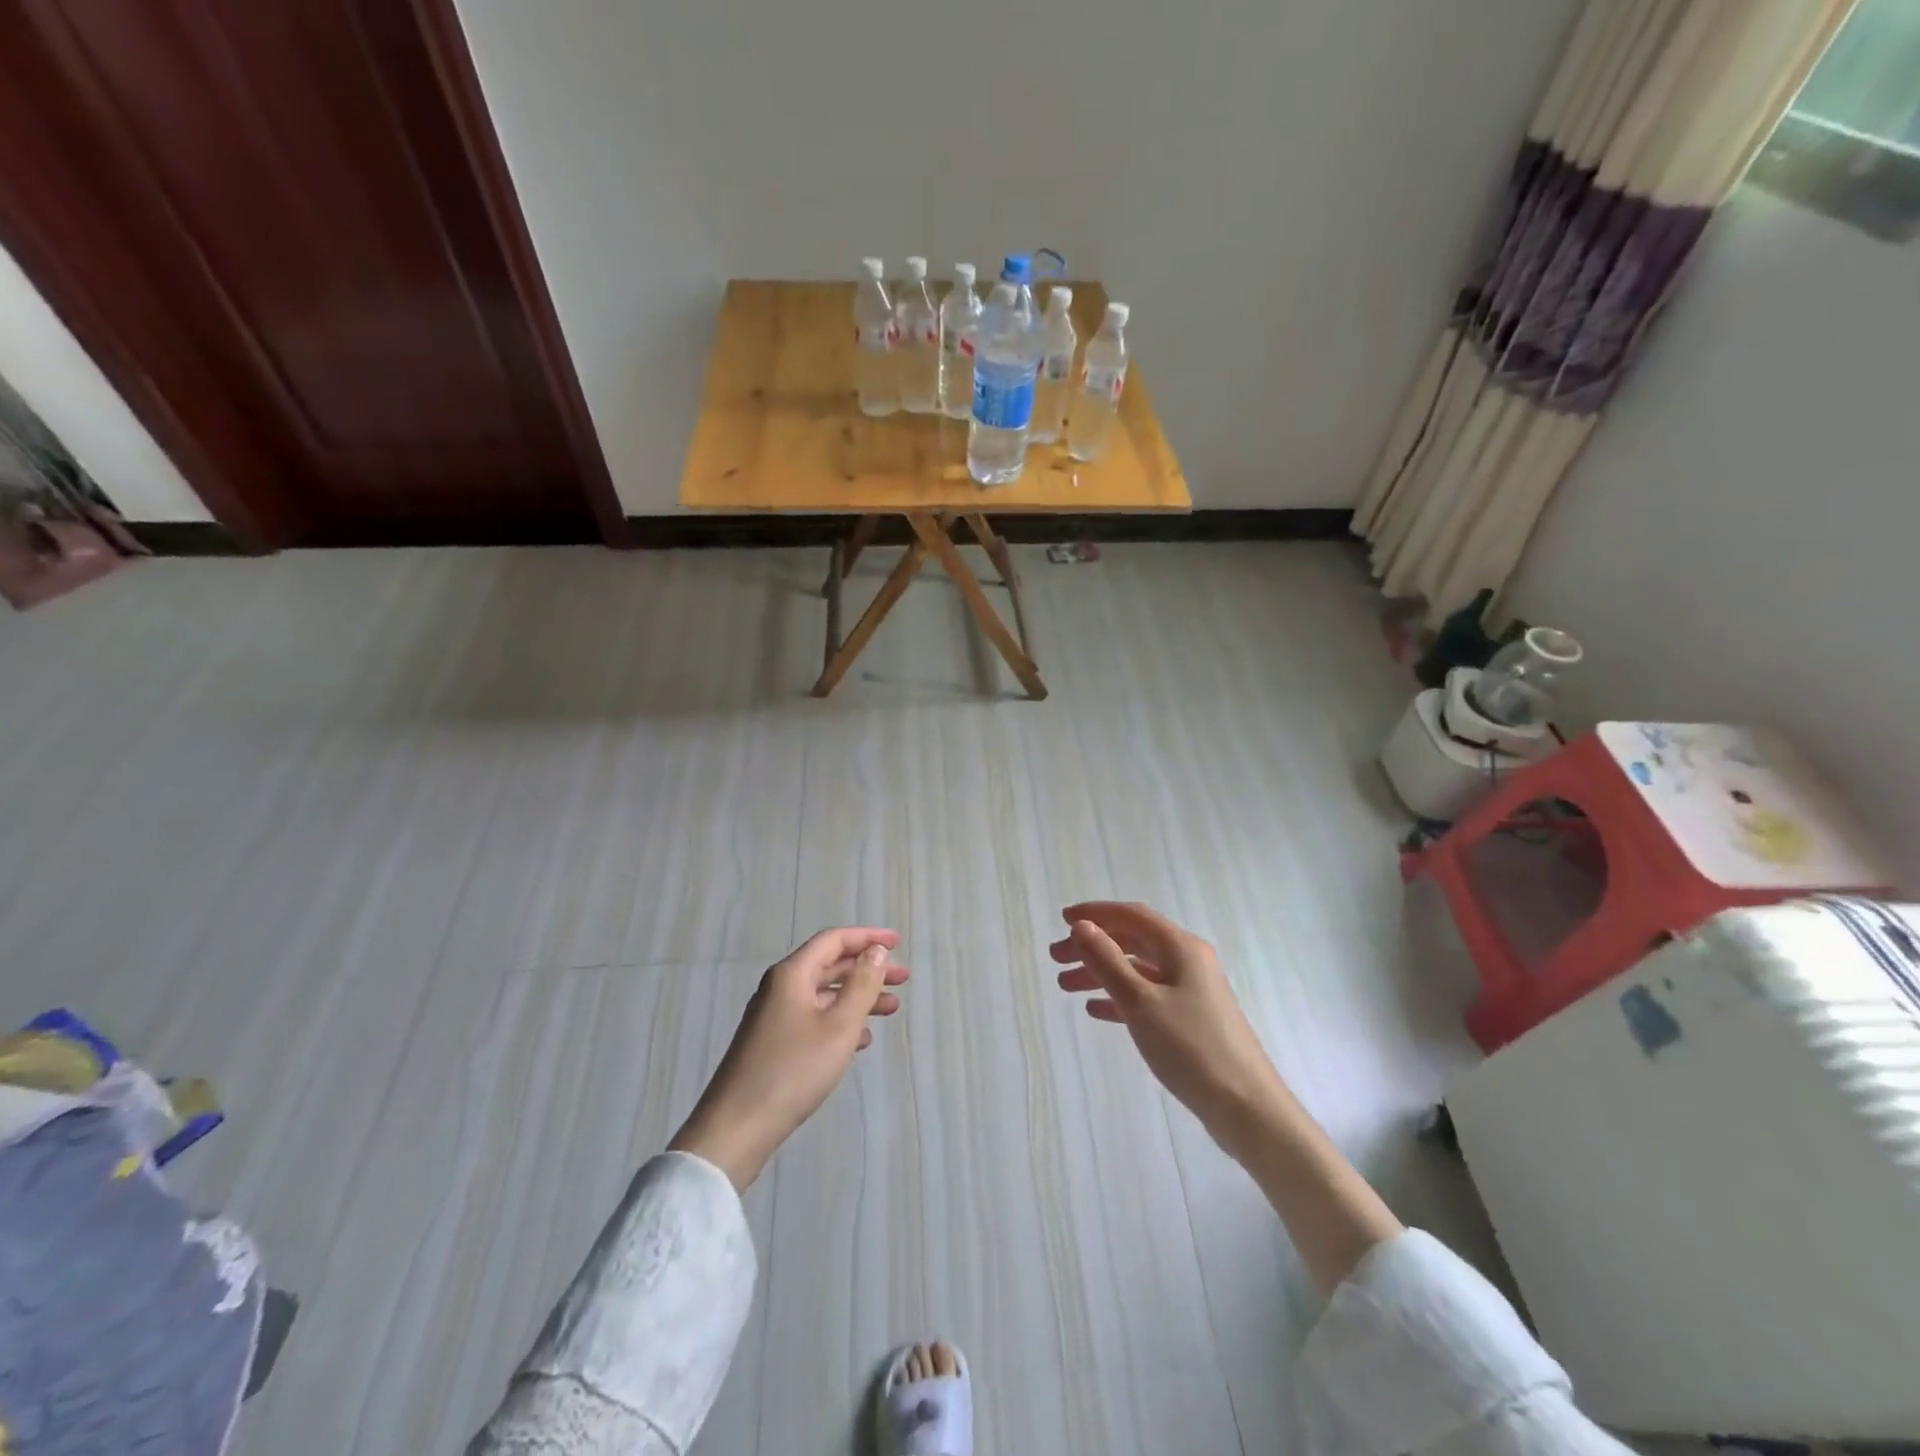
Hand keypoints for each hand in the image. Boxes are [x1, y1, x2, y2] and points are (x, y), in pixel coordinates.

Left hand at [670, 927, 907, 1190]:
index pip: (834, 940)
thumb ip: (862, 985)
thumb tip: (876, 952)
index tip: (898, 943)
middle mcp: (780, 988)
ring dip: (858, 998)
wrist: (736, 1128)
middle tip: (903, 979)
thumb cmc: (793, 1071)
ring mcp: (774, 1017)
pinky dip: (840, 1021)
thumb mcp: (839, 1026)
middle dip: (868, 969)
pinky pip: (813, 1019)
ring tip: (892, 1009)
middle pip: (830, 966)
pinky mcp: (773, 1044)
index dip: (868, 938)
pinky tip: (861, 1040)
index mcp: (792, 975)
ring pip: (824, 995)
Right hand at [1051, 902, 1283, 1150]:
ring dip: (1101, 973)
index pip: (1131, 916)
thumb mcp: (1140, 1002)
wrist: (1246, 1108)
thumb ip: (1107, 961)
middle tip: (1055, 958)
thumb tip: (1082, 926)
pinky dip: (1119, 998)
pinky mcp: (1190, 1019)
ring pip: (1136, 970)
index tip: (1062, 920)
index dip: (1095, 913)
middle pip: (1132, 941)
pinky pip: (1147, 996)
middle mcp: (1187, 961)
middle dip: (1092, 945)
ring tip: (1065, 986)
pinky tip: (1095, 1010)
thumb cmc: (1191, 1047)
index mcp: (1180, 948)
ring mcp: (1191, 991)